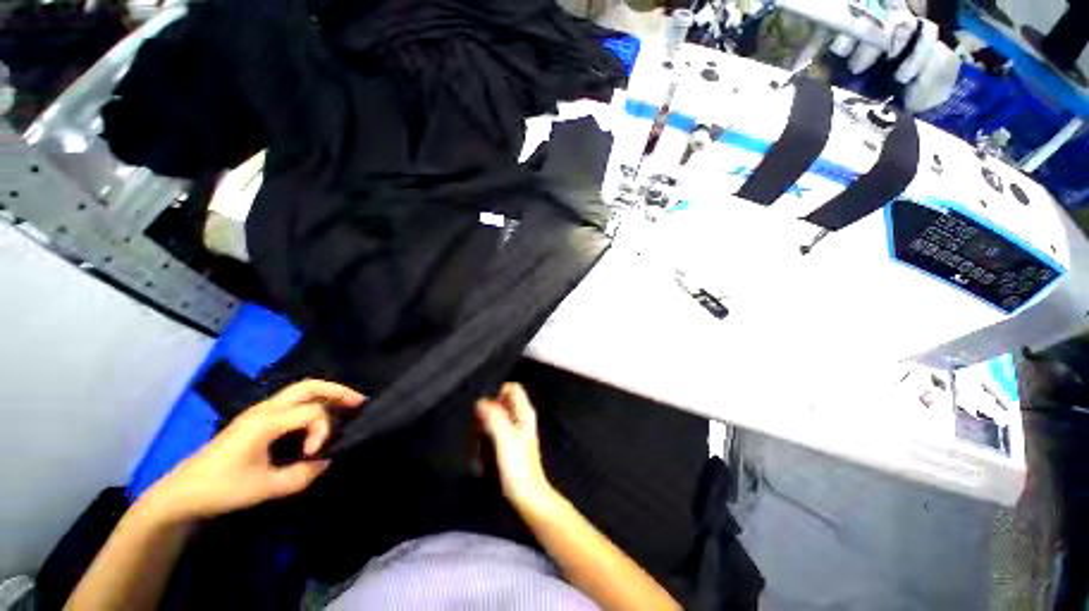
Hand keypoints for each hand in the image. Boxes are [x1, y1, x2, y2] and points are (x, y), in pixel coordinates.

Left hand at [145, 379, 364, 521]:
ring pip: (301, 391)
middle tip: (359, 402)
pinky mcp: (256, 420)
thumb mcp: (264, 488)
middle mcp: (265, 409)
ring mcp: (259, 412)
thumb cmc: (221, 488)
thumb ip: (302, 475)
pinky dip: (313, 402)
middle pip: (309, 386)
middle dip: (337, 391)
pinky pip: (292, 401)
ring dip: (326, 395)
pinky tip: (319, 417)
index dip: (323, 431)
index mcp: (266, 421)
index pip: (311, 412)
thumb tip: (326, 462)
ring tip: (347, 405)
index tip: (316, 456)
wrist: (182, 492)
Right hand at [476, 383, 553, 510]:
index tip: (485, 406)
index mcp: (525, 413)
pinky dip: (488, 432)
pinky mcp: (510, 442)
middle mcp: (522, 417)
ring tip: (480, 437)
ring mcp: (516, 430)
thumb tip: (481, 401)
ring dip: (486, 421)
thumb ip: (495, 418)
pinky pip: (496, 428)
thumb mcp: (505, 440)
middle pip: (503, 400)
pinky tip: (483, 446)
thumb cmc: (518, 468)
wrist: (528, 496)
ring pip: (498, 414)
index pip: (512, 388)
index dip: (497, 392)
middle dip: (489, 407)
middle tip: (480, 424)